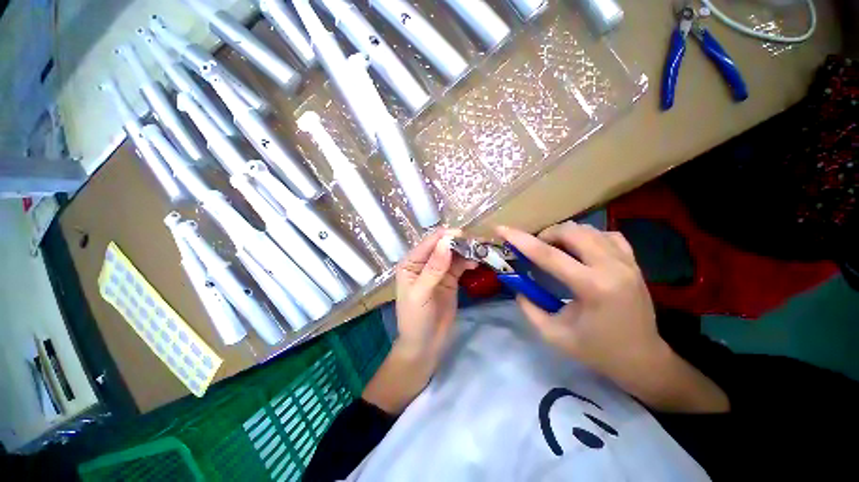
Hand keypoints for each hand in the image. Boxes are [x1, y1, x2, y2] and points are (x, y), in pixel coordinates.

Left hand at [395, 228, 476, 363]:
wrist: (426, 344)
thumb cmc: (415, 319)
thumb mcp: (421, 293)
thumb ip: (433, 268)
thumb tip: (446, 243)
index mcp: (411, 263)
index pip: (428, 244)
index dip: (445, 237)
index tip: (463, 235)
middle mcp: (424, 262)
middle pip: (442, 246)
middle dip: (458, 242)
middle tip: (476, 243)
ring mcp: (439, 270)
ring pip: (453, 254)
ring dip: (466, 251)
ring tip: (480, 251)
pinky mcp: (450, 279)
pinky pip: (460, 265)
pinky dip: (468, 261)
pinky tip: (476, 262)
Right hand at [498, 222, 727, 412]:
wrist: (643, 359)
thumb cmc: (597, 351)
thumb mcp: (553, 334)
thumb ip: (529, 307)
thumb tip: (517, 286)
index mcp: (592, 287)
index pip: (548, 255)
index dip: (520, 239)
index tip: (501, 229)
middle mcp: (612, 267)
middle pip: (571, 232)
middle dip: (546, 235)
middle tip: (535, 249)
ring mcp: (627, 262)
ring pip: (588, 229)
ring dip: (565, 235)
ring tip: (555, 250)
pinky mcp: (634, 262)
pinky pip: (607, 235)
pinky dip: (588, 236)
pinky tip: (581, 250)